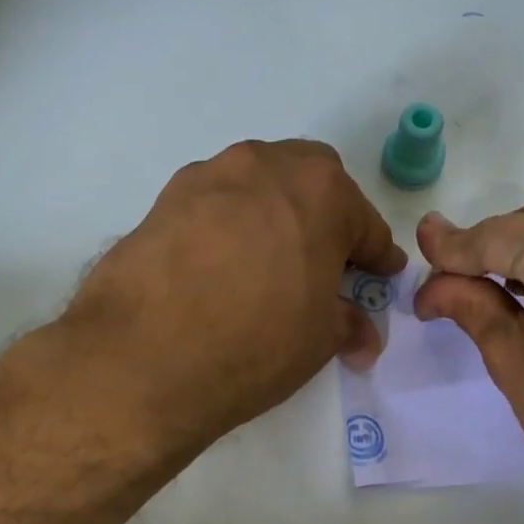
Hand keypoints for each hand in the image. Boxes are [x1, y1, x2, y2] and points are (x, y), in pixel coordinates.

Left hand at [64, 140, 406, 454]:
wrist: (143, 357)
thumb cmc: (255, 342)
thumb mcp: (318, 340)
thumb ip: (346, 323)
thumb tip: (361, 336)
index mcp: (321, 191)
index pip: (364, 224)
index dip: (376, 256)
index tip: (380, 275)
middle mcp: (265, 166)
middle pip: (311, 182)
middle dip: (326, 217)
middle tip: (322, 263)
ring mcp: (208, 177)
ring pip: (257, 185)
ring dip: (273, 214)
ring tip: (268, 263)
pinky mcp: (163, 199)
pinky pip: (213, 204)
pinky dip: (228, 226)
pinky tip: (220, 266)